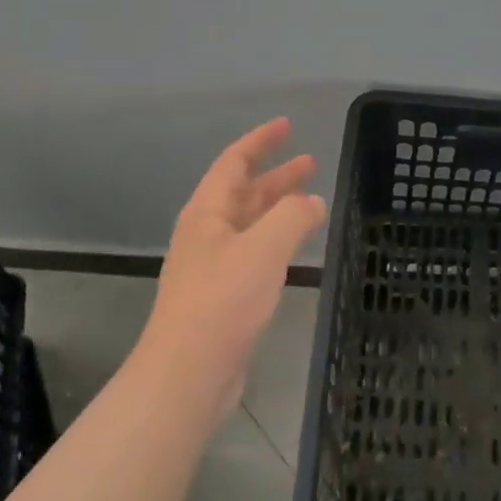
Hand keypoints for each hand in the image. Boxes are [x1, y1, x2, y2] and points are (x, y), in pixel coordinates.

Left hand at [142, 118, 326, 432]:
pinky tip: (295, 248)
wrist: (188, 374)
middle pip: (243, 192)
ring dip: (279, 208)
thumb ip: (292, 216)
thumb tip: (312, 202)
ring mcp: (213, 266)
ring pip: (250, 224)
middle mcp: (207, 234)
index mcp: (207, 213)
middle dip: (276, 175)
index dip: (259, 141)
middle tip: (311, 163)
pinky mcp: (223, 296)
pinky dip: (277, 240)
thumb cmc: (223, 301)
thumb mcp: (263, 248)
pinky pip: (254, 253)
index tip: (286, 125)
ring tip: (312, 200)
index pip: (233, 163)